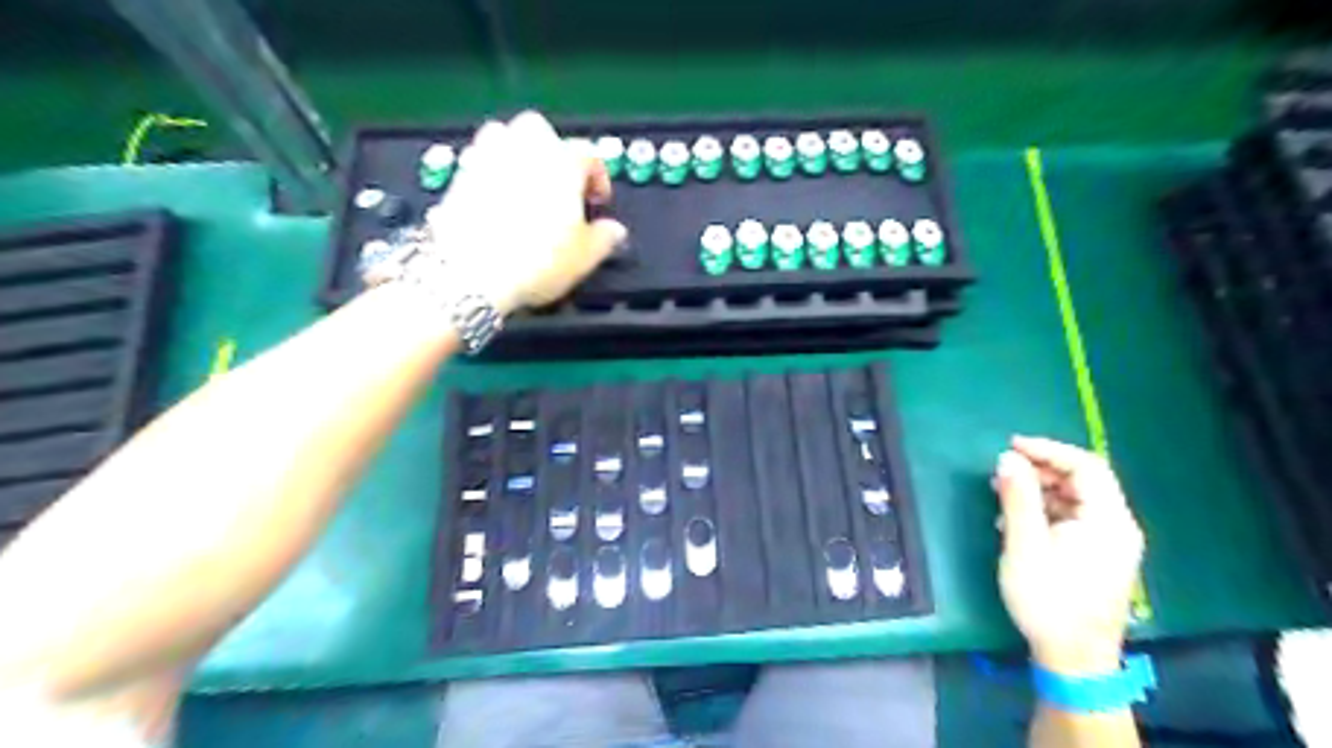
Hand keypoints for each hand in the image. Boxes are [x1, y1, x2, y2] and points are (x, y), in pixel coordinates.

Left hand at [430, 107, 629, 310]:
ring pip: (504, 136)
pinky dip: (490, 173)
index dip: (598, 178)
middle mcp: (524, 148)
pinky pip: (479, 161)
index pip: (589, 155)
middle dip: (552, 151)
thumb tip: (613, 231)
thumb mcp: (584, 257)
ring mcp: (487, 157)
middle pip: (541, 130)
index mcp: (563, 162)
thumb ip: (605, 238)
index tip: (597, 199)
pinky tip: (497, 201)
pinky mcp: (459, 175)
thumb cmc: (532, 260)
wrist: (472, 272)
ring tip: (526, 186)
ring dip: (517, 153)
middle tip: (560, 186)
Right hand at [987, 435, 1143, 675]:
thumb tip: (1007, 459)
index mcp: (1108, 520)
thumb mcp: (1025, 545)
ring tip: (1003, 494)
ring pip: (1075, 500)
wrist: (1073, 660)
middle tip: (1002, 471)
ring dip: (1039, 490)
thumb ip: (1018, 498)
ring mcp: (1109, 543)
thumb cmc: (1048, 600)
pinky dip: (1045, 511)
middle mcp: (1116, 526)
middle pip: (1083, 481)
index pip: (1086, 466)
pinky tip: (1016, 522)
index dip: (1048, 450)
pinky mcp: (1097, 557)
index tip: (1011, 446)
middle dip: (1041, 470)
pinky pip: (1073, 519)